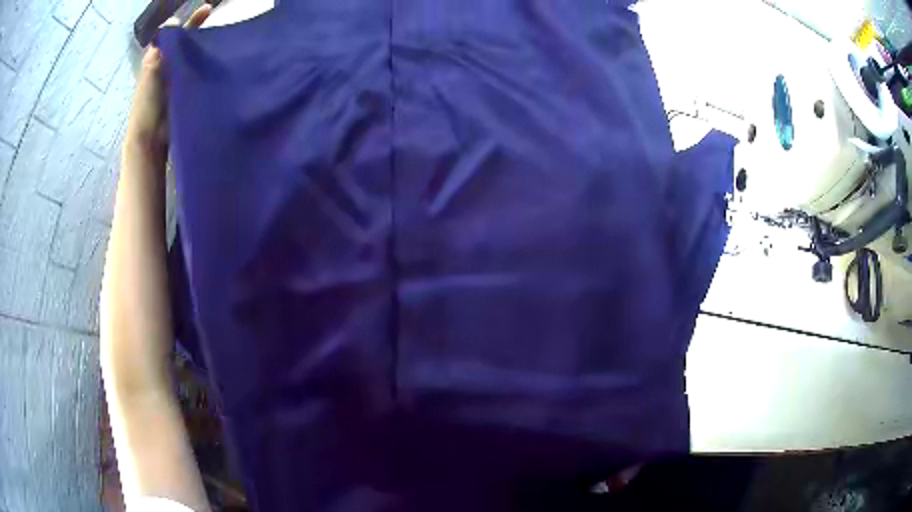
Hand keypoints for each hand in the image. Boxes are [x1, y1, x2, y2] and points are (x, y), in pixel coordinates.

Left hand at [124, 4, 212, 167]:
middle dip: (202, 31)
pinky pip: (199, 74)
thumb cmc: (147, 106)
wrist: (151, 141)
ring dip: (208, 48)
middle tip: (222, 22)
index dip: (191, 21)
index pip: (176, 34)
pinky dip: (209, 66)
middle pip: (187, 44)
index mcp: (159, 60)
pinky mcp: (187, 94)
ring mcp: (178, 81)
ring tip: (226, 39)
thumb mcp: (151, 72)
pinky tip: (222, 62)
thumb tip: (173, 21)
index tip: (209, 9)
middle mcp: (169, 67)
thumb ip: (161, 48)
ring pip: (194, 58)